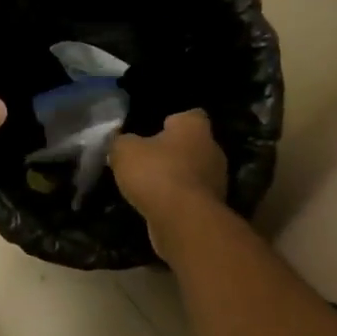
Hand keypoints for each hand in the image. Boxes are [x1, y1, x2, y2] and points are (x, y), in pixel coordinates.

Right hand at [110, 110, 227, 249]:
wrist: (183, 221)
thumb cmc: (156, 173)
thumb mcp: (124, 151)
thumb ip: (121, 142)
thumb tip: (120, 141)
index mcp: (195, 127)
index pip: (191, 115)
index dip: (173, 122)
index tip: (155, 131)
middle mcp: (212, 149)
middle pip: (192, 145)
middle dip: (173, 152)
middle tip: (147, 160)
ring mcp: (216, 180)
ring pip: (193, 172)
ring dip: (175, 178)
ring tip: (148, 186)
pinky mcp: (212, 207)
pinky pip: (191, 197)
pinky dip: (177, 200)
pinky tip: (157, 206)